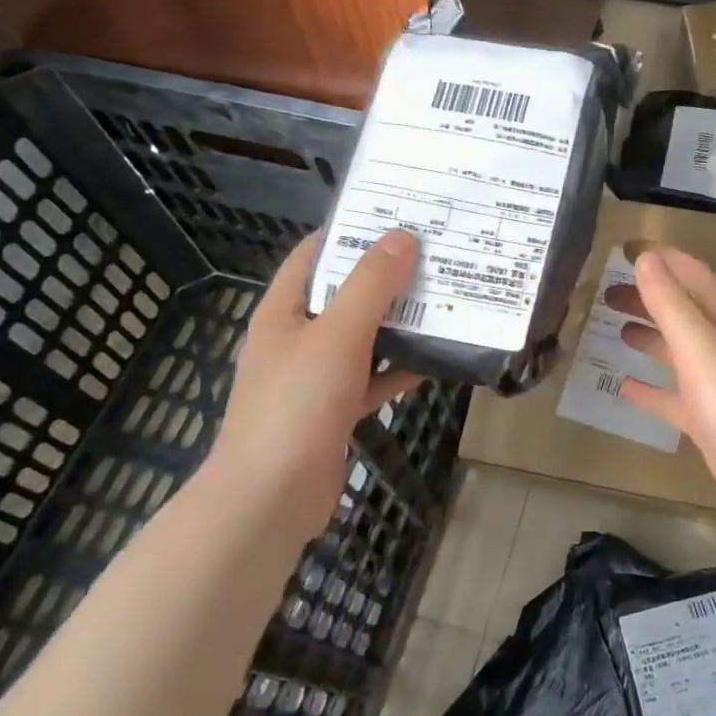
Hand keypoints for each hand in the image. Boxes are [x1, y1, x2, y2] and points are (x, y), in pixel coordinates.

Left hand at [202, 229, 424, 529]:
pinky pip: (372, 379)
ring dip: (398, 324)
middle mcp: (296, 338)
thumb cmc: (297, 405)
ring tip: (445, 303)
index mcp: (284, 310)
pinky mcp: (333, 410)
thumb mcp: (337, 336)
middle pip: (345, 295)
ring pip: (363, 338)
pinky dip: (398, 370)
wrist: (270, 497)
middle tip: (437, 257)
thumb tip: (403, 237)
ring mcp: (314, 377)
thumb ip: (370, 286)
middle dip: (388, 278)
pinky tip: (434, 363)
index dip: (353, 231)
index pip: (316, 253)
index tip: (400, 218)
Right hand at [604, 246, 715, 534]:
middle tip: (607, 294)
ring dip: (650, 337)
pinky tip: (625, 388)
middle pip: (682, 313)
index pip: (694, 278)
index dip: (666, 261)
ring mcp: (715, 387)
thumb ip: (671, 305)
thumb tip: (647, 259)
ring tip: (616, 330)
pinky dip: (651, 390)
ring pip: (677, 353)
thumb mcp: (700, 347)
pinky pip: (673, 399)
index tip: (628, 251)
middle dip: (649, 298)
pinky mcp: (708, 422)